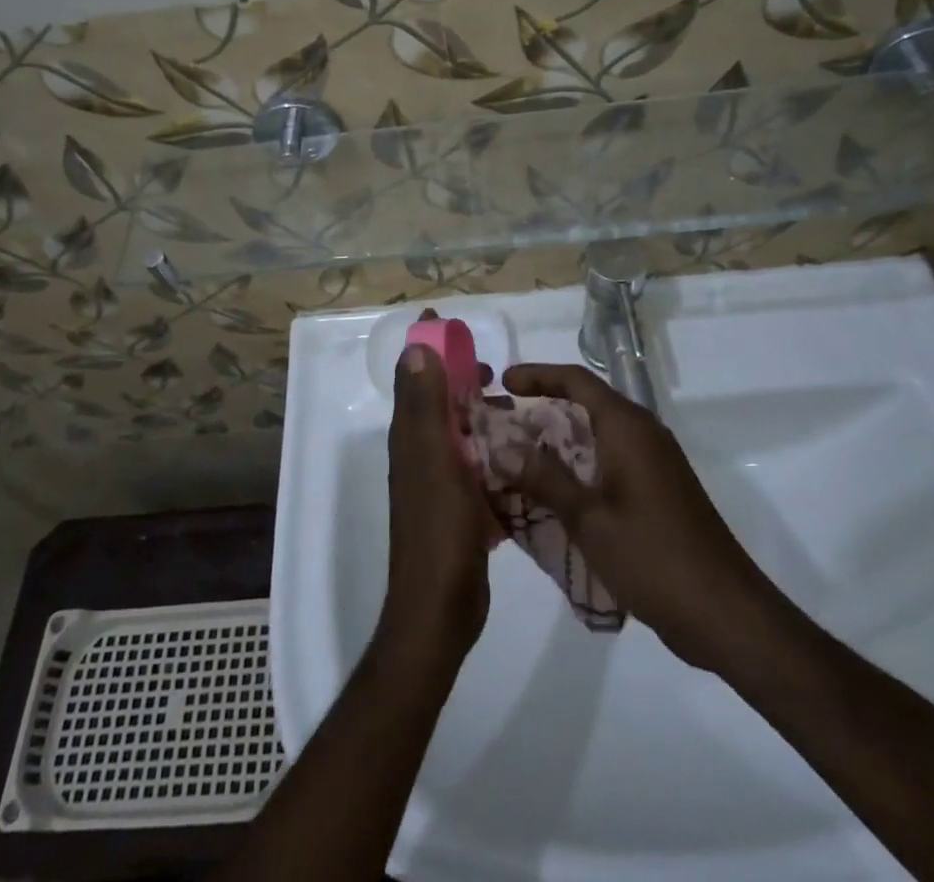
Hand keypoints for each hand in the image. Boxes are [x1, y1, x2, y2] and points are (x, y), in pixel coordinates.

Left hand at [382, 317, 498, 660]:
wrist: (441, 609)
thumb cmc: (438, 530)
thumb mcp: (433, 460)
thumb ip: (424, 406)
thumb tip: (415, 349)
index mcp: (411, 439)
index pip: (414, 378)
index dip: (427, 348)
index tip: (447, 324)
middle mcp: (421, 455)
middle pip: (439, 404)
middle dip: (462, 382)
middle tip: (496, 374)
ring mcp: (440, 484)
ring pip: (461, 435)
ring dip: (483, 418)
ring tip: (519, 412)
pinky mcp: (460, 508)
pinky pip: (477, 468)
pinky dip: (494, 454)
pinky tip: (522, 455)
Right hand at [503, 363, 765, 670]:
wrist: (726, 613)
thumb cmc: (654, 559)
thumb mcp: (589, 520)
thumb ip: (546, 478)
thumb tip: (504, 445)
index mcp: (628, 428)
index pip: (577, 380)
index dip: (537, 375)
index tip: (503, 384)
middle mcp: (643, 433)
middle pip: (587, 403)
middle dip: (543, 409)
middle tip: (502, 426)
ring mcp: (655, 462)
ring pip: (598, 434)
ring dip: (560, 441)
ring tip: (518, 459)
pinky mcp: (659, 489)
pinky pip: (611, 460)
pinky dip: (579, 466)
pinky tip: (554, 494)